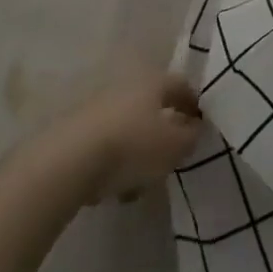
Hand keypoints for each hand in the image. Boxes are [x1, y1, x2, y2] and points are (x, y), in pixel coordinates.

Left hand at [48, 71, 203, 204]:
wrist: (70, 161)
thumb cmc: (132, 145)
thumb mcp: (174, 146)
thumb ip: (191, 137)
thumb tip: (195, 128)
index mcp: (153, 82)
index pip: (181, 86)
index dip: (194, 104)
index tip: (202, 126)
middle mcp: (126, 86)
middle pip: (153, 107)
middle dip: (164, 132)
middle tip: (173, 157)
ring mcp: (99, 107)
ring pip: (130, 129)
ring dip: (139, 152)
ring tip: (143, 183)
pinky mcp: (78, 131)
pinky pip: (108, 146)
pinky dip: (116, 164)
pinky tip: (117, 189)